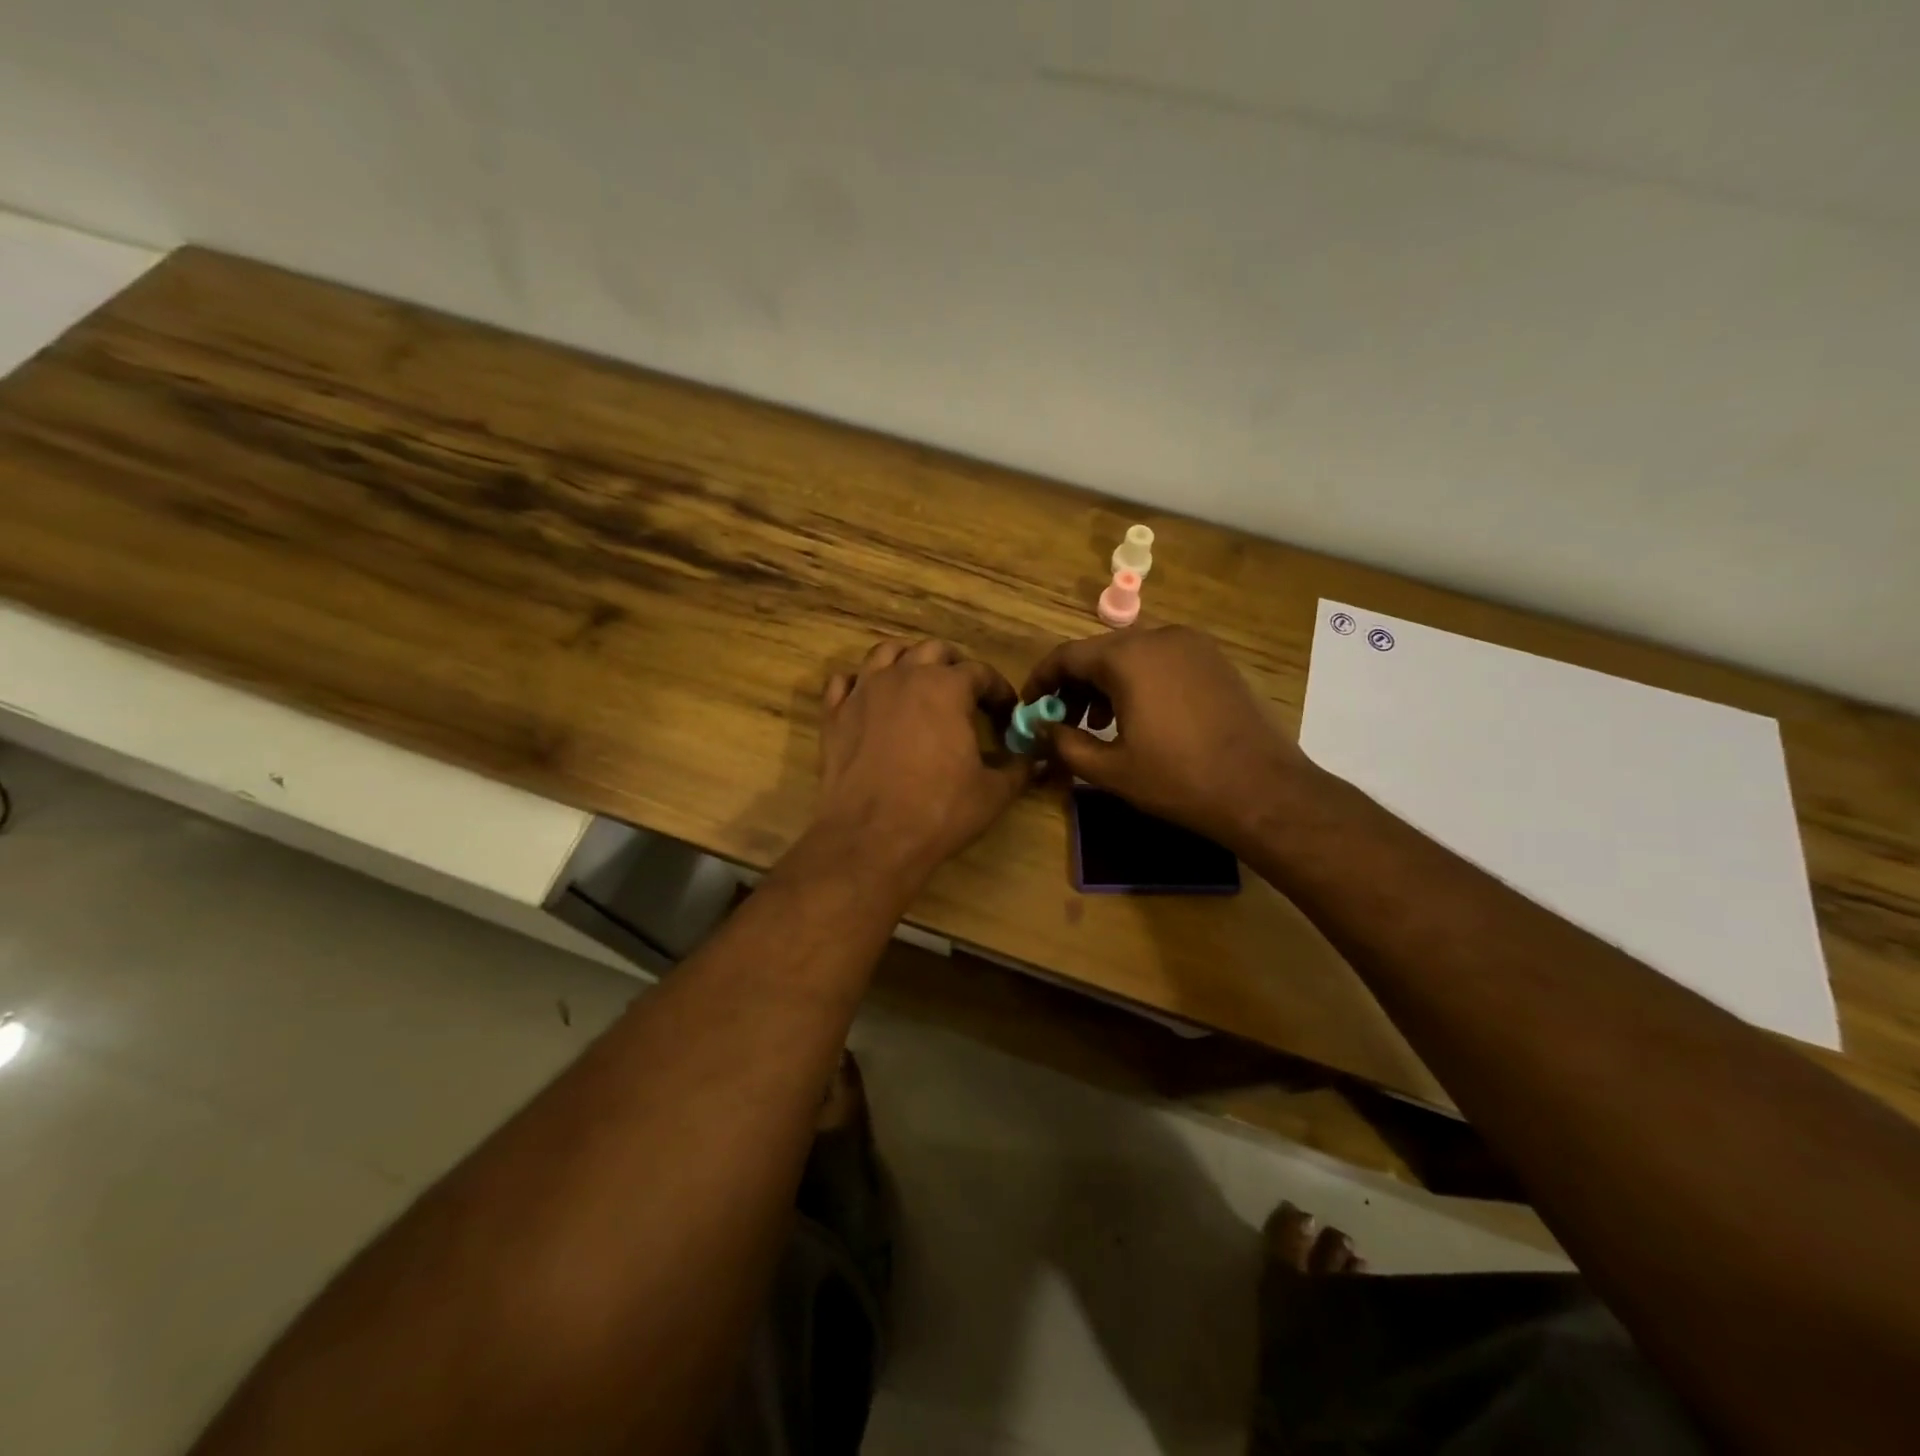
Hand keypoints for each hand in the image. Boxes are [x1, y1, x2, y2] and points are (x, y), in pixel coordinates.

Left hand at [813, 639, 1030, 884]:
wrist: (870, 837)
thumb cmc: (939, 811)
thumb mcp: (993, 793)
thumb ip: (1018, 768)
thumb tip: (1035, 759)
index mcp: (947, 687)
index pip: (981, 672)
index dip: (998, 690)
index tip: (1006, 712)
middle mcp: (904, 676)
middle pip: (933, 651)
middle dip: (954, 666)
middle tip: (965, 694)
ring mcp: (864, 691)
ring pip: (886, 653)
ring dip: (907, 661)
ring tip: (918, 683)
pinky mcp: (834, 714)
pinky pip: (844, 682)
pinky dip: (860, 684)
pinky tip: (869, 700)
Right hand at [1022, 626, 1312, 847]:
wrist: (1263, 790)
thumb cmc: (1179, 779)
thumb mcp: (1110, 769)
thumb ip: (1065, 743)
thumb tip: (1044, 729)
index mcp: (1128, 656)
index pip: (1066, 655)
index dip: (1041, 680)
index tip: (1029, 707)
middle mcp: (1160, 637)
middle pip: (1100, 651)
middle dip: (1074, 685)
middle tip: (1062, 720)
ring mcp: (1193, 645)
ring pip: (1132, 654)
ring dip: (1106, 683)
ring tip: (1099, 723)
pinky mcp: (1215, 660)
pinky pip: (1162, 660)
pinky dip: (1139, 681)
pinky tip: (1140, 716)